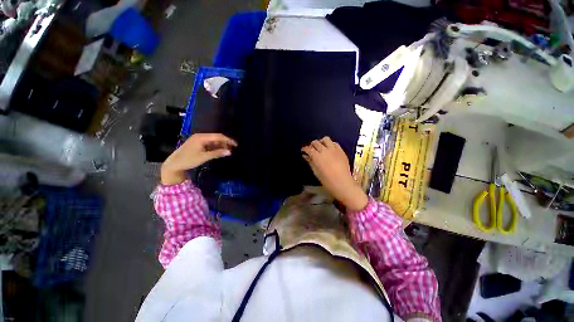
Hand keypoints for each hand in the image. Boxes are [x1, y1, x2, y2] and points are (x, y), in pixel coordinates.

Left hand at [161, 133, 236, 184]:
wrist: (174, 164)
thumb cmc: (189, 160)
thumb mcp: (204, 157)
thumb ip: (217, 153)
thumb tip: (230, 152)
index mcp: (201, 137)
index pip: (218, 136)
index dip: (228, 140)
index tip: (236, 145)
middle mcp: (200, 136)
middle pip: (216, 137)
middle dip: (225, 143)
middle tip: (232, 149)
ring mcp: (198, 140)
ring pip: (213, 141)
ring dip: (220, 145)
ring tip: (227, 151)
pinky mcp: (197, 144)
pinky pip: (209, 144)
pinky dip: (215, 147)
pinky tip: (219, 151)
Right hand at [302, 137, 367, 211]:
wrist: (342, 183)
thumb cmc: (326, 180)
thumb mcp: (316, 172)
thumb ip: (310, 162)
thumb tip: (305, 156)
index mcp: (317, 156)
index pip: (308, 149)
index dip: (305, 149)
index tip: (303, 151)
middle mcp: (324, 150)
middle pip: (316, 142)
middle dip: (312, 145)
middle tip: (312, 149)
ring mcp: (333, 149)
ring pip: (325, 139)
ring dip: (321, 142)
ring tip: (321, 147)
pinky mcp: (341, 151)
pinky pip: (335, 143)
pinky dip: (331, 144)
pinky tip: (330, 149)